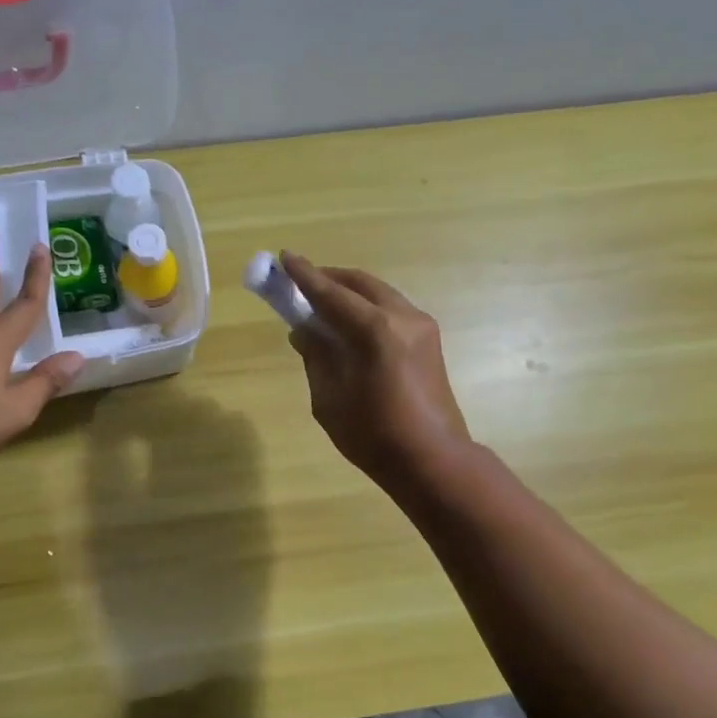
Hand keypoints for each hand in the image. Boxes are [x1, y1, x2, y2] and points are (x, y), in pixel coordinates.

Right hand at [279, 252, 471, 488]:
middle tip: (301, 281)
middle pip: (360, 284)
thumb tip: (305, 331)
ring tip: (323, 303)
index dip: (304, 276)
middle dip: (329, 278)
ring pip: (379, 294)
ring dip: (350, 292)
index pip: (331, 294)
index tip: (283, 257)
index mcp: (375, 330)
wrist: (432, 460)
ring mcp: (421, 327)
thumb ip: (316, 357)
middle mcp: (402, 317)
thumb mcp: (329, 398)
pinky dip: (367, 308)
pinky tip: (350, 324)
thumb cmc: (373, 435)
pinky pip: (391, 310)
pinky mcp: (429, 341)